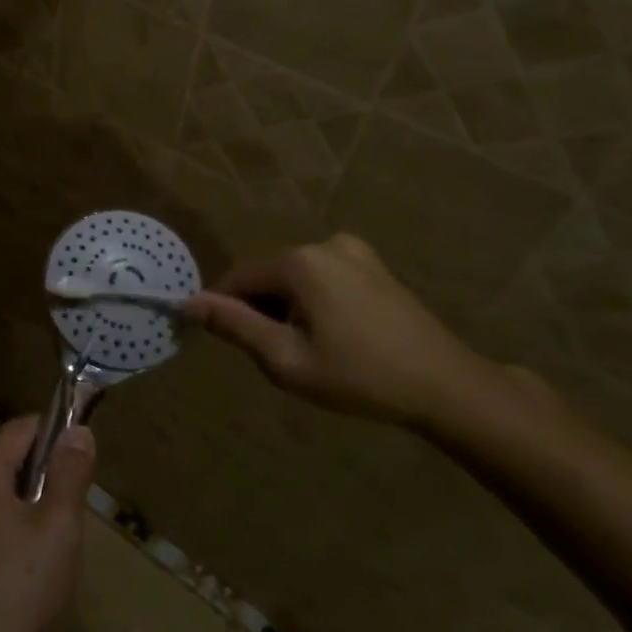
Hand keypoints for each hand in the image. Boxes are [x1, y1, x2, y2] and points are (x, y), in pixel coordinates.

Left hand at [0, 414, 95, 631]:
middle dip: (39, 480)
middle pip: (4, 462)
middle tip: (67, 519)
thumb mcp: (58, 527)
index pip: (23, 429)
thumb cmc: (16, 587)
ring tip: (44, 552)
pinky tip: (12, 577)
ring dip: (18, 511)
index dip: (56, 437)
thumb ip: (70, 473)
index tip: (81, 466)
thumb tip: (77, 430)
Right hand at [184, 233, 533, 433]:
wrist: (447, 387)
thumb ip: (234, 325)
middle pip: (268, 277)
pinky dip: (315, 303)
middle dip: (263, 312)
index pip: (238, 280)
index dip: (226, 312)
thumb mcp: (286, 359)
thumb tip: (185, 303)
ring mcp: (354, 251)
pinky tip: (338, 337)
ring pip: (295, 279)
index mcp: (299, 262)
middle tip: (284, 357)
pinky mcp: (374, 265)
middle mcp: (324, 244)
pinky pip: (323, 278)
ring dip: (289, 309)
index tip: (233, 346)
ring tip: (314, 351)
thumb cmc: (360, 377)